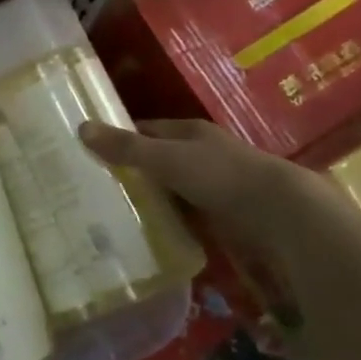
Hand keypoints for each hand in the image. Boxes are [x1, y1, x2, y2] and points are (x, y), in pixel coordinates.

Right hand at [77, 120, 353, 320]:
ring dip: (152, 197)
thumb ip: (126, 147)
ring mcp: (216, 184)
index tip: (92, 149)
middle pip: (160, 158)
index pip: (147, 129)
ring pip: (173, 188)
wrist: (279, 213)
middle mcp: (203, 153)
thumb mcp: (166, 158)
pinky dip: (170, 219)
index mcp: (191, 132)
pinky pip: (187, 214)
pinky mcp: (225, 214)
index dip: (121, 136)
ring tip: (114, 212)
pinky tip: (151, 232)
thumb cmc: (220, 175)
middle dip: (134, 169)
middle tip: (96, 185)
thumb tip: (81, 127)